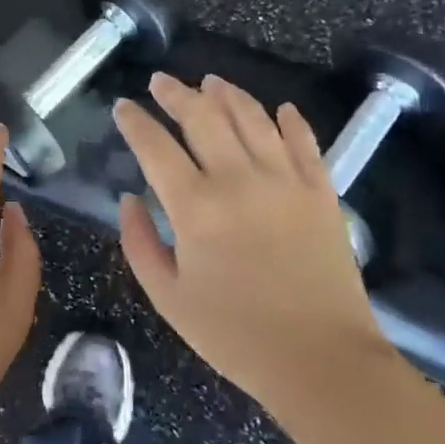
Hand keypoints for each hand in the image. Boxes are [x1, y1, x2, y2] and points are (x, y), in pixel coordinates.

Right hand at [113, 73, 389, 405]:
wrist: (321, 362)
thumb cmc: (235, 336)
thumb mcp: (168, 298)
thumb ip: (138, 243)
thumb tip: (129, 198)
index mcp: (196, 207)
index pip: (155, 146)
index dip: (135, 121)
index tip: (122, 106)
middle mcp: (239, 180)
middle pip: (203, 117)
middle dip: (176, 93)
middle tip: (161, 81)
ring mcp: (285, 181)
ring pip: (252, 118)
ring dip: (227, 94)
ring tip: (210, 82)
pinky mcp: (321, 191)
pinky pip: (304, 141)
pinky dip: (289, 120)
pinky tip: (278, 109)